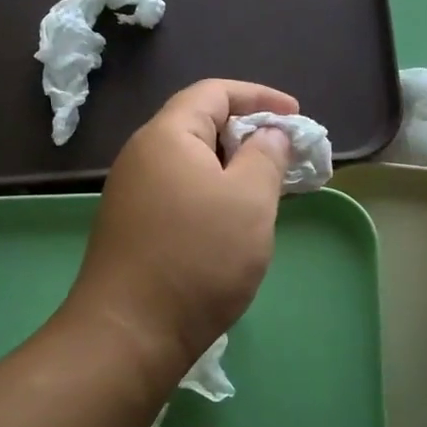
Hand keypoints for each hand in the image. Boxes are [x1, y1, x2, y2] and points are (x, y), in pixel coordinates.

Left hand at [67, 79, 297, 368]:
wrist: (130, 334)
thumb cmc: (198, 257)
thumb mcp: (249, 200)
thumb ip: (266, 156)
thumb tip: (269, 134)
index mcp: (167, 135)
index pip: (214, 92)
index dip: (260, 97)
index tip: (296, 116)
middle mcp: (143, 156)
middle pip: (201, 124)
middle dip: (249, 134)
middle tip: (287, 157)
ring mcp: (134, 194)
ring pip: (193, 163)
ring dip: (234, 168)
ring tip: (268, 191)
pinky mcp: (134, 227)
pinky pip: (182, 192)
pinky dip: (214, 194)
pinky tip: (235, 222)